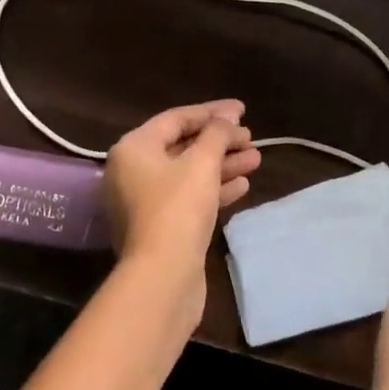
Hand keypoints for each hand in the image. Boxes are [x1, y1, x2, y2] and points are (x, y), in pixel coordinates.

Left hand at [103, 101, 260, 311]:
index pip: (176, 119)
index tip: (242, 110)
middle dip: (220, 141)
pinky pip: (188, 198)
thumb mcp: (202, 162)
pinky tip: (243, 186)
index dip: (212, 112)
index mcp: (133, 148)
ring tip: (256, 159)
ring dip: (222, 165)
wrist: (162, 278)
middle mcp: (132, 171)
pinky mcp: (159, 228)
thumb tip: (227, 118)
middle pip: (182, 146)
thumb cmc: (178, 208)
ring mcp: (144, 202)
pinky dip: (214, 189)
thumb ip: (217, 134)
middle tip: (251, 138)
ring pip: (189, 173)